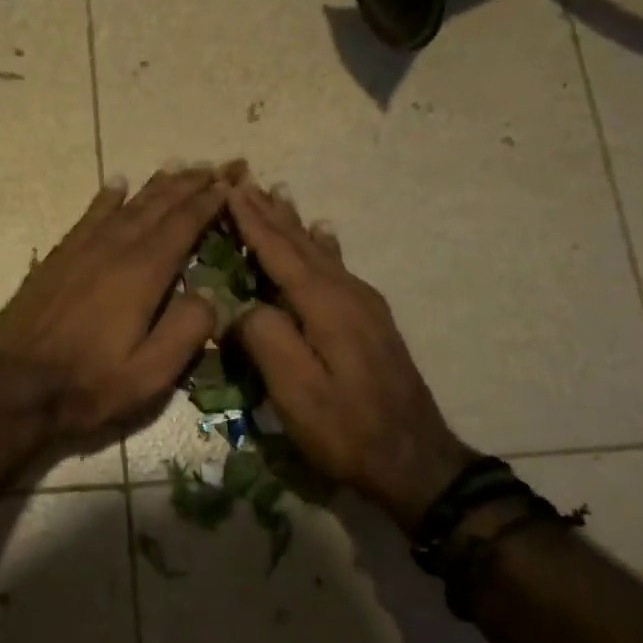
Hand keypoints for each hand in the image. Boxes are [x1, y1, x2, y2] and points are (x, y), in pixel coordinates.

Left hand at [0, 167, 229, 446]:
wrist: (14, 387)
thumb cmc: (89, 386)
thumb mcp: (150, 374)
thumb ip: (186, 330)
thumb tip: (209, 294)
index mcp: (142, 274)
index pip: (183, 225)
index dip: (208, 202)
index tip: (229, 183)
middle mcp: (113, 249)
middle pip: (156, 206)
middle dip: (187, 184)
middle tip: (212, 166)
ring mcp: (80, 251)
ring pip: (124, 207)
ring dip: (153, 186)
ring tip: (175, 167)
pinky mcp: (56, 259)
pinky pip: (88, 217)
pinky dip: (105, 198)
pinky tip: (116, 185)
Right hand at [225, 175, 473, 529]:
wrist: (414, 461)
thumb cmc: (347, 430)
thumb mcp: (297, 393)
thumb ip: (266, 339)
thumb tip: (244, 306)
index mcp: (327, 306)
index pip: (281, 253)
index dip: (253, 222)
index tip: (229, 189)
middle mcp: (348, 294)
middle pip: (302, 244)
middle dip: (270, 212)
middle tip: (244, 180)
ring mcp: (364, 306)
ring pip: (320, 252)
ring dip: (293, 223)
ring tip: (277, 195)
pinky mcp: (370, 322)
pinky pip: (336, 268)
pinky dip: (320, 245)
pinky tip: (323, 234)